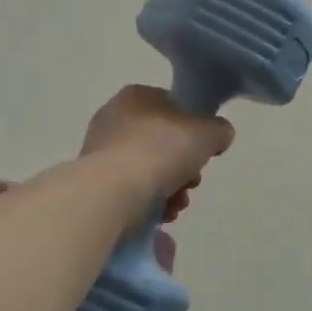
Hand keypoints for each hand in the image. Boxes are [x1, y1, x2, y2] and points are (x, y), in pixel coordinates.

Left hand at [81, 85, 234, 221]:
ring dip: (169, 189)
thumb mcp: (207, 133)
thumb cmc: (161, 150)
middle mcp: (113, 118)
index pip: (172, 107)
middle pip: (162, 142)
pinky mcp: (93, 183)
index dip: (193, 130)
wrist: (113, 191)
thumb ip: (218, 130)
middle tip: (192, 182)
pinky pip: (130, 190)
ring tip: (177, 204)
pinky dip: (148, 202)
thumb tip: (218, 135)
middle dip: (183, 167)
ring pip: (148, 169)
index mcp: (137, 96)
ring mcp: (100, 151)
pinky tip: (160, 214)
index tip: (203, 152)